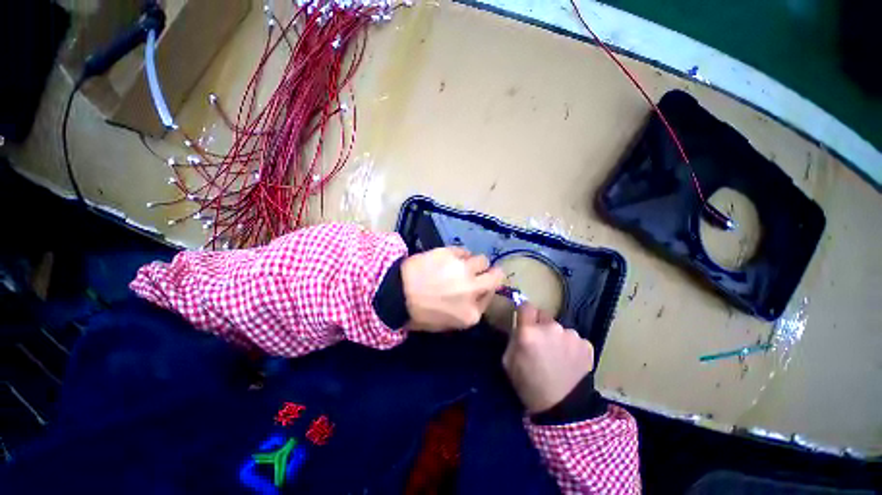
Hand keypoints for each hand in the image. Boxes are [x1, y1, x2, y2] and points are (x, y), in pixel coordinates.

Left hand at [401, 247, 505, 330]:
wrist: (395, 294)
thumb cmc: (418, 314)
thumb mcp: (446, 323)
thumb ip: (466, 310)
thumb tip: (474, 294)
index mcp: (471, 314)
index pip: (491, 297)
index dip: (485, 289)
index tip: (478, 286)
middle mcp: (473, 290)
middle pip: (496, 276)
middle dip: (493, 273)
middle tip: (482, 270)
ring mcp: (463, 270)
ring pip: (482, 259)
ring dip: (474, 262)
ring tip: (460, 264)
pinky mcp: (452, 254)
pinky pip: (464, 251)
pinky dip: (459, 254)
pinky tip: (448, 258)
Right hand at [503, 303, 594, 413]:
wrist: (562, 410)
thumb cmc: (529, 385)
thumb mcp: (508, 361)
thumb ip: (513, 337)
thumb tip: (519, 323)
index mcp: (529, 331)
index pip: (526, 306)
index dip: (524, 312)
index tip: (524, 320)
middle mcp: (551, 327)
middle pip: (543, 315)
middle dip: (540, 325)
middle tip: (540, 343)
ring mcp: (571, 335)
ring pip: (559, 328)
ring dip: (556, 336)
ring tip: (557, 356)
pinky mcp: (586, 344)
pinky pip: (573, 339)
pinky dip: (570, 346)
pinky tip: (569, 361)